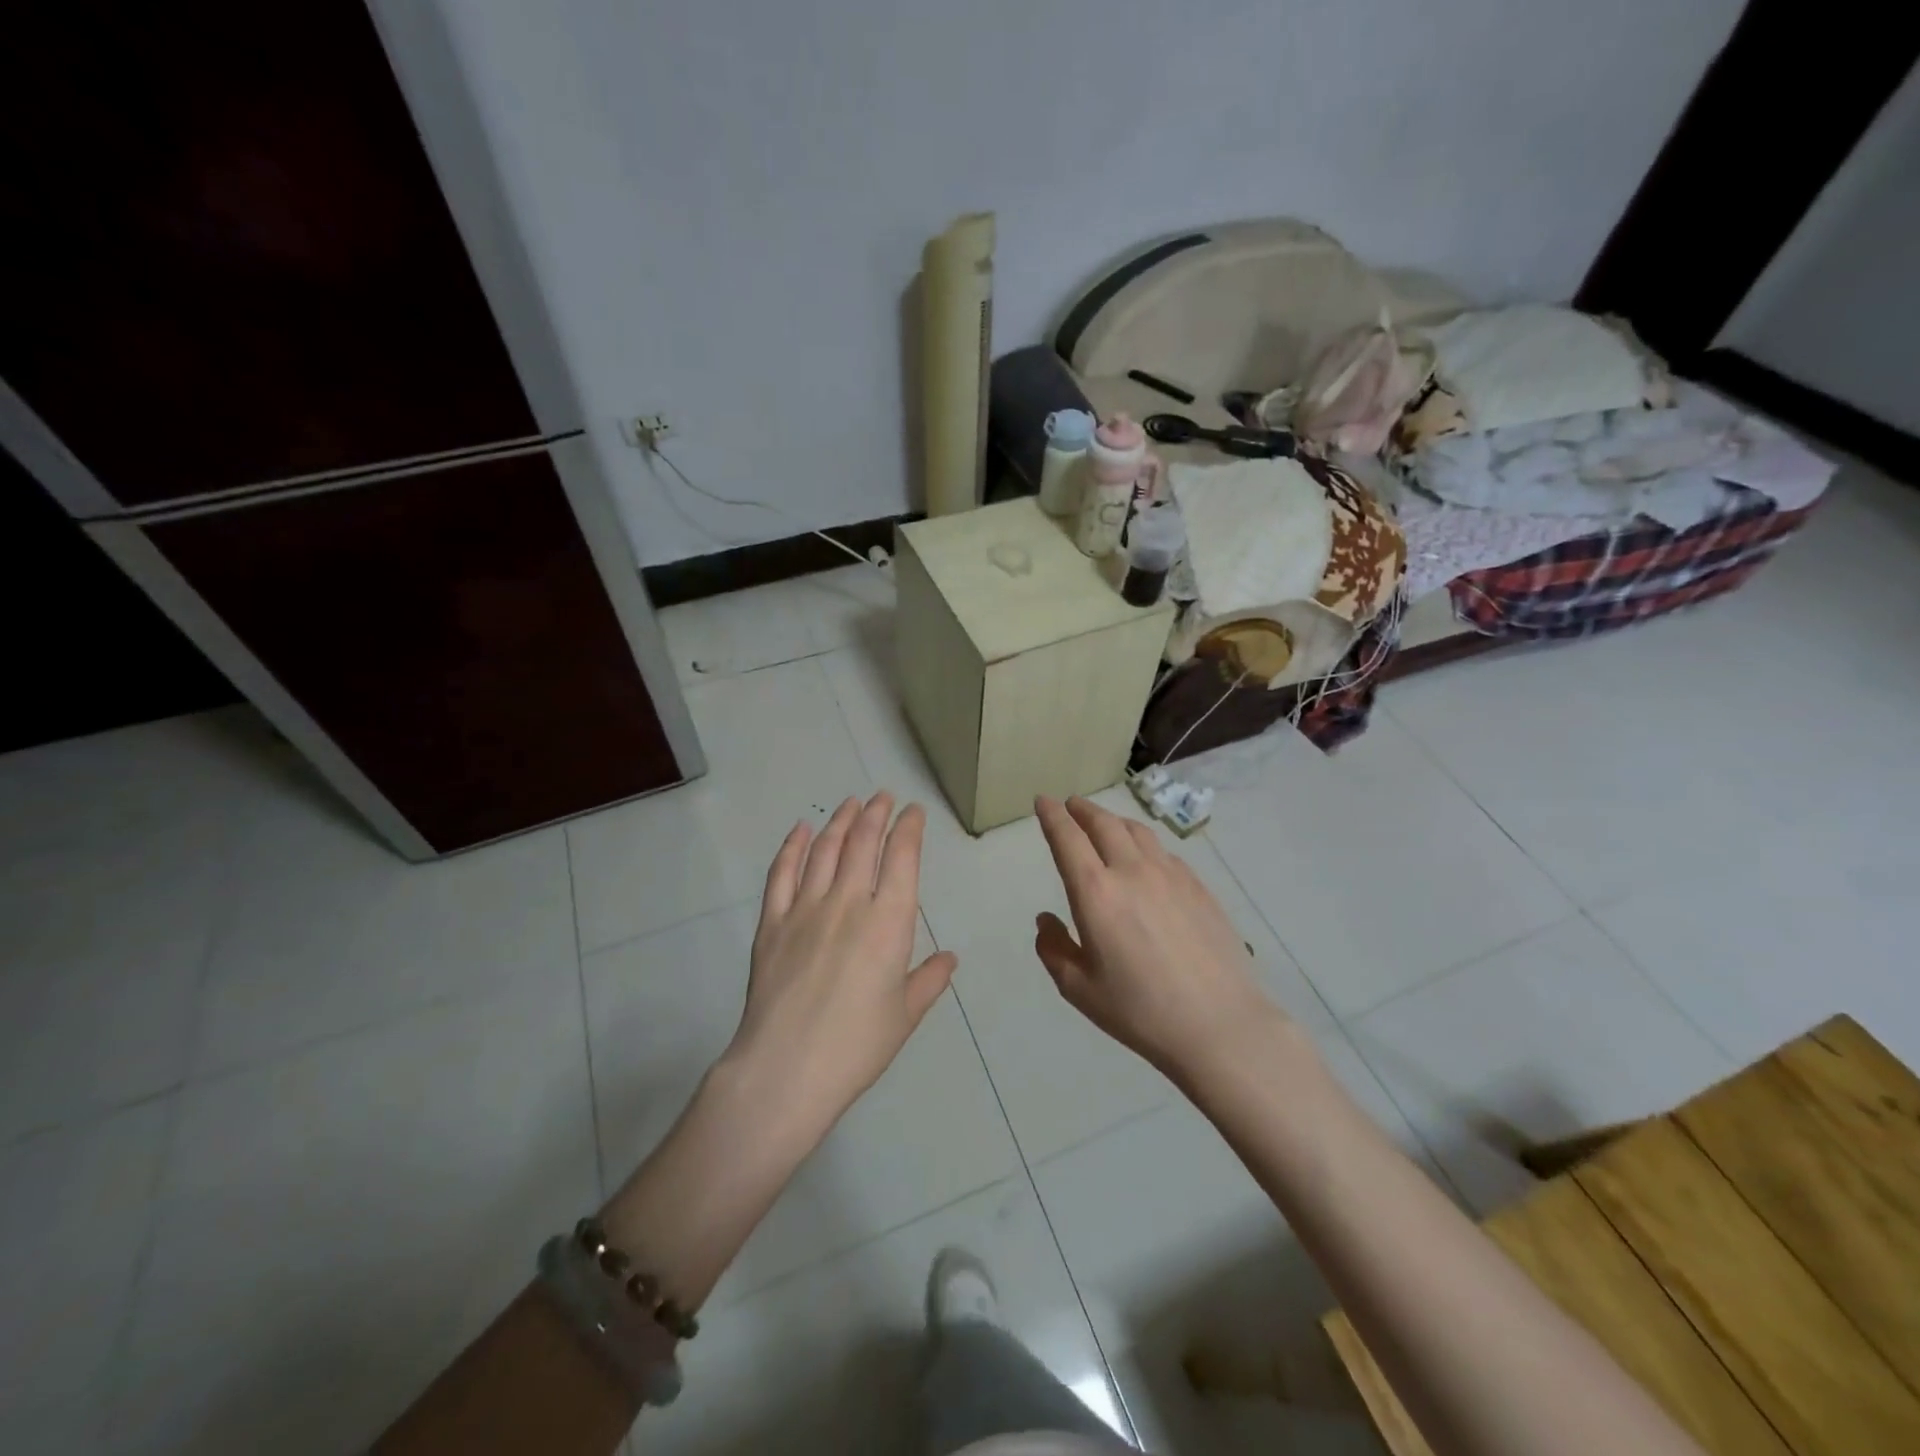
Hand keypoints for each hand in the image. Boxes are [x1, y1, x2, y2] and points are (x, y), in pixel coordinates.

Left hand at [721, 792, 957, 1145]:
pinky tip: (799, 830)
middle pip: (862, 843)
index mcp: (889, 922)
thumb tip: (950, 957)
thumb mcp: (905, 1015)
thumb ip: (930, 980)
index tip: (913, 811)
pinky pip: (781, 873)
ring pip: (824, 849)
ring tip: (851, 803)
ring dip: (840, 821)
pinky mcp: (771, 923)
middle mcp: (848, 902)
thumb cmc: (856, 1045)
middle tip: (883, 796)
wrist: (786, 1069)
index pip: (902, 858)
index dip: (908, 828)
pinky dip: (792, 846)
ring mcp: (805, 908)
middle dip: (876, 814)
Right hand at [1033, 795, 1284, 1082]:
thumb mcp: (1079, 989)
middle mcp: (1132, 871)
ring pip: (1137, 831)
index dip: (1052, 815)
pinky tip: (1146, 859)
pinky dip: (1144, 844)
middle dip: (1082, 810)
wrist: (1220, 1025)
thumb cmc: (1140, 1011)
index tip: (1043, 800)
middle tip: (1071, 805)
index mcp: (1096, 892)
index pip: (1067, 838)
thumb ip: (1054, 949)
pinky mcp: (1199, 887)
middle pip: (1104, 824)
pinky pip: (1164, 852)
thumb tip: (1045, 920)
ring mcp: (1171, 875)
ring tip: (1105, 823)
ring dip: (1114, 820)